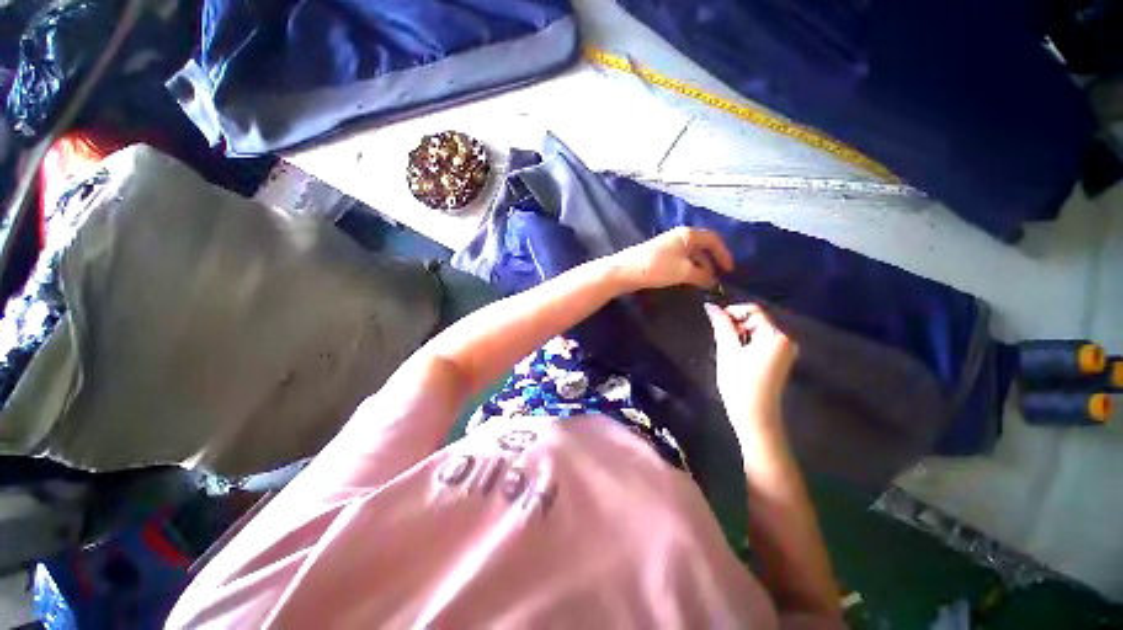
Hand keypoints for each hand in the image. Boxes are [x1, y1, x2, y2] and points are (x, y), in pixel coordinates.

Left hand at [609, 227, 734, 291]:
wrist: (625, 271)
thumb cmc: (657, 267)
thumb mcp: (684, 271)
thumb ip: (702, 275)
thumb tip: (712, 281)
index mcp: (688, 235)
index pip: (713, 240)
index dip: (724, 254)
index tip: (729, 271)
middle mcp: (679, 237)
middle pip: (702, 247)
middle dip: (711, 262)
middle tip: (717, 279)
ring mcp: (668, 246)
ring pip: (691, 256)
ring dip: (699, 268)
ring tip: (704, 284)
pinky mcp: (659, 256)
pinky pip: (680, 261)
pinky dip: (688, 270)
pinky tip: (687, 281)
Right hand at [704, 303, 796, 423]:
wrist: (755, 416)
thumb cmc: (740, 383)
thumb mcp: (727, 350)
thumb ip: (721, 325)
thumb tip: (710, 305)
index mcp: (776, 336)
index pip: (753, 311)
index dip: (732, 312)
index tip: (716, 324)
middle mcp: (785, 340)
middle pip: (756, 320)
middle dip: (735, 326)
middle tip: (720, 341)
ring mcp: (785, 351)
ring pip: (756, 332)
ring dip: (739, 335)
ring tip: (727, 351)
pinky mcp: (780, 360)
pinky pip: (761, 343)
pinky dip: (746, 344)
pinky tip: (737, 357)